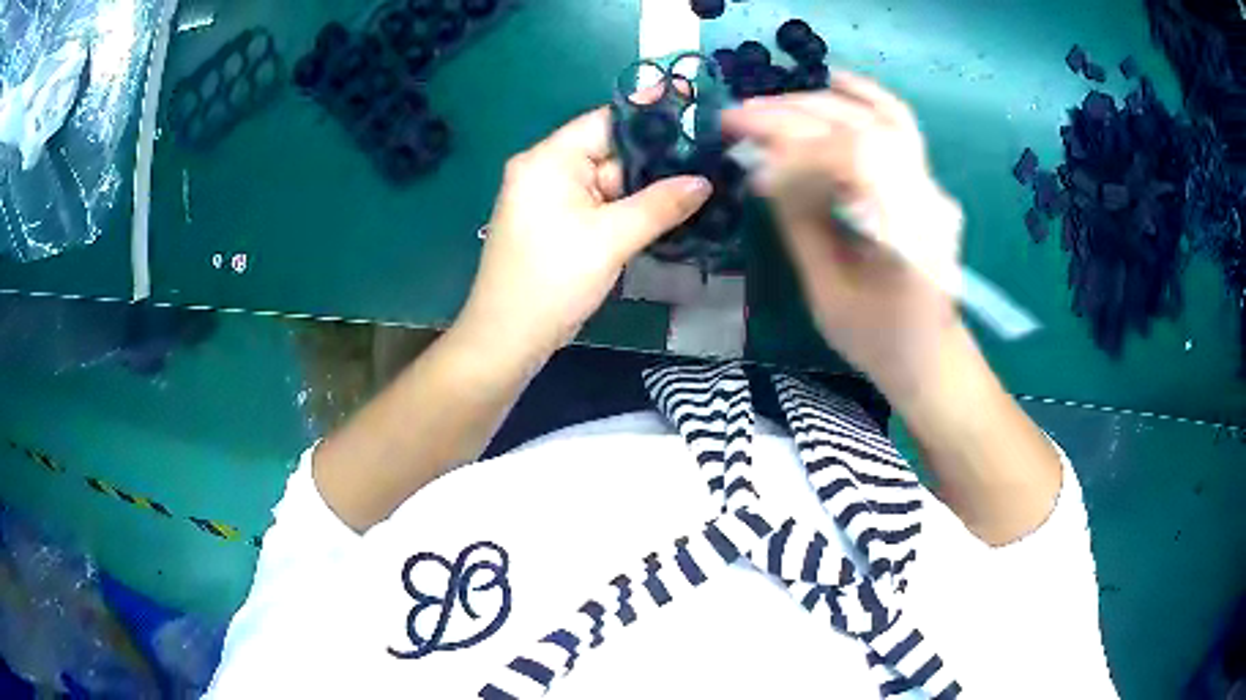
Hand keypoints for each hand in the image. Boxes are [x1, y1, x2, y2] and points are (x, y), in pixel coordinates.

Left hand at [457, 107, 712, 358]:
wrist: (507, 338)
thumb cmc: (554, 280)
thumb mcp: (611, 239)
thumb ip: (660, 205)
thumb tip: (704, 182)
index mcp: (549, 159)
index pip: (606, 122)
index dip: (652, 118)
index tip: (696, 117)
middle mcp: (545, 169)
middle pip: (609, 150)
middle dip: (656, 158)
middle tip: (709, 157)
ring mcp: (549, 197)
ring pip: (607, 180)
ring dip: (646, 186)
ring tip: (700, 181)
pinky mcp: (555, 222)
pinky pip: (598, 203)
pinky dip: (628, 206)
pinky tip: (668, 209)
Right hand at [721, 72, 964, 402]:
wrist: (931, 355)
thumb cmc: (878, 341)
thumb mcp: (827, 293)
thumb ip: (800, 223)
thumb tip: (764, 168)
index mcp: (908, 239)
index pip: (853, 161)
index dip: (793, 151)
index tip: (745, 159)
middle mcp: (928, 200)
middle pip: (861, 130)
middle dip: (792, 116)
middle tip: (736, 118)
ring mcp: (932, 185)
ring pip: (878, 118)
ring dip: (818, 102)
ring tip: (767, 104)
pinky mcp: (926, 179)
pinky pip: (898, 124)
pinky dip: (864, 97)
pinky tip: (833, 81)